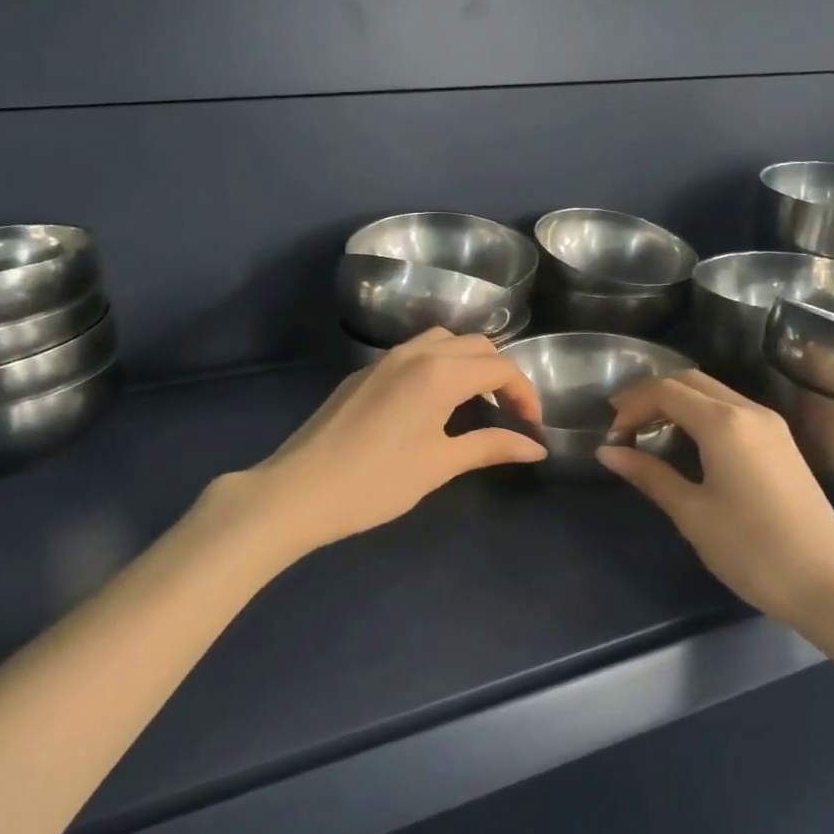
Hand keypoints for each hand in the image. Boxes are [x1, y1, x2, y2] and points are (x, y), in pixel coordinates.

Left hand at [221, 329, 546, 556]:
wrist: (297, 491)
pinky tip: (433, 403)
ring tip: (476, 402)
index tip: (532, 426)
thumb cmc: (376, 482)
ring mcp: (385, 359)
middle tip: (510, 414)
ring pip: (443, 341)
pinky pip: (415, 353)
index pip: (499, 367)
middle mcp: (415, 353)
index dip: (524, 393)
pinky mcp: (364, 373)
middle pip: (476, 345)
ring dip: (469, 363)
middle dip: (501, 374)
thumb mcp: (439, 465)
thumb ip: (490, 446)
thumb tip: (536, 446)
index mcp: (439, 373)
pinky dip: (439, 365)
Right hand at [598, 371, 833, 633]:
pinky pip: (733, 410)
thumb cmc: (752, 549)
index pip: (666, 391)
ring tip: (650, 434)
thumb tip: (607, 451)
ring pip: (714, 393)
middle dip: (652, 396)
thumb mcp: (692, 513)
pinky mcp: (782, 443)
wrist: (829, 584)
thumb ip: (649, 475)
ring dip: (678, 403)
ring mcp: (771, 425)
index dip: (632, 405)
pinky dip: (702, 415)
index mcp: (724, 422)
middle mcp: (749, 410)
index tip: (612, 435)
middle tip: (624, 426)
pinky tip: (689, 444)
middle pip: (690, 381)